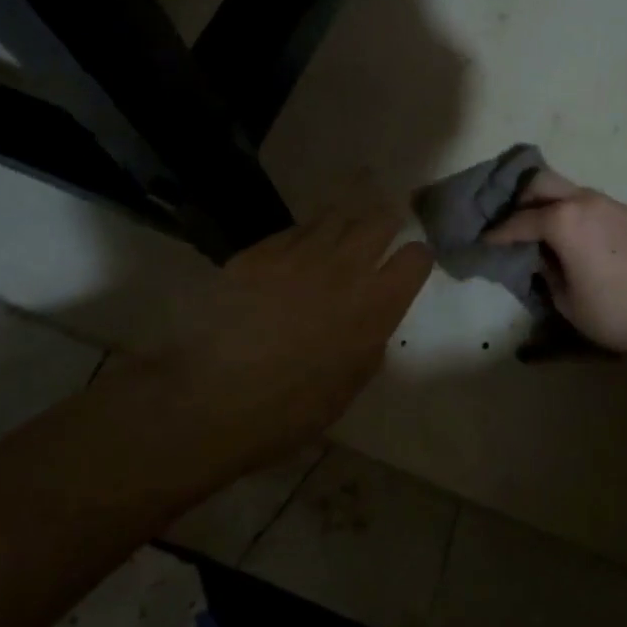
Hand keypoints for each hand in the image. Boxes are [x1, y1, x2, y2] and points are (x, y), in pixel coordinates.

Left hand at [108, 200, 432, 468]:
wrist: (208, 400)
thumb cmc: (289, 410)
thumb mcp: (349, 385)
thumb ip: (370, 341)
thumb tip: (371, 319)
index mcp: (375, 304)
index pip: (415, 258)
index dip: (418, 258)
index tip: (411, 264)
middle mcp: (344, 267)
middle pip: (379, 220)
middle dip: (387, 220)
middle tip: (386, 224)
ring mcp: (299, 254)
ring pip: (336, 215)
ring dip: (348, 219)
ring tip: (347, 224)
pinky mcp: (259, 252)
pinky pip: (294, 230)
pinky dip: (306, 234)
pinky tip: (301, 245)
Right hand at [482, 171, 626, 358]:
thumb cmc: (615, 311)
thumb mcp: (566, 302)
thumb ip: (546, 272)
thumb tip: (541, 256)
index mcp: (563, 221)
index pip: (520, 221)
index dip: (499, 232)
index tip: (485, 239)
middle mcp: (585, 201)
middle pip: (542, 183)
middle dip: (522, 199)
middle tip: (513, 223)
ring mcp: (613, 204)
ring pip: (572, 192)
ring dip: (553, 205)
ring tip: (547, 230)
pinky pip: (597, 207)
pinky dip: (581, 216)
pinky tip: (584, 240)